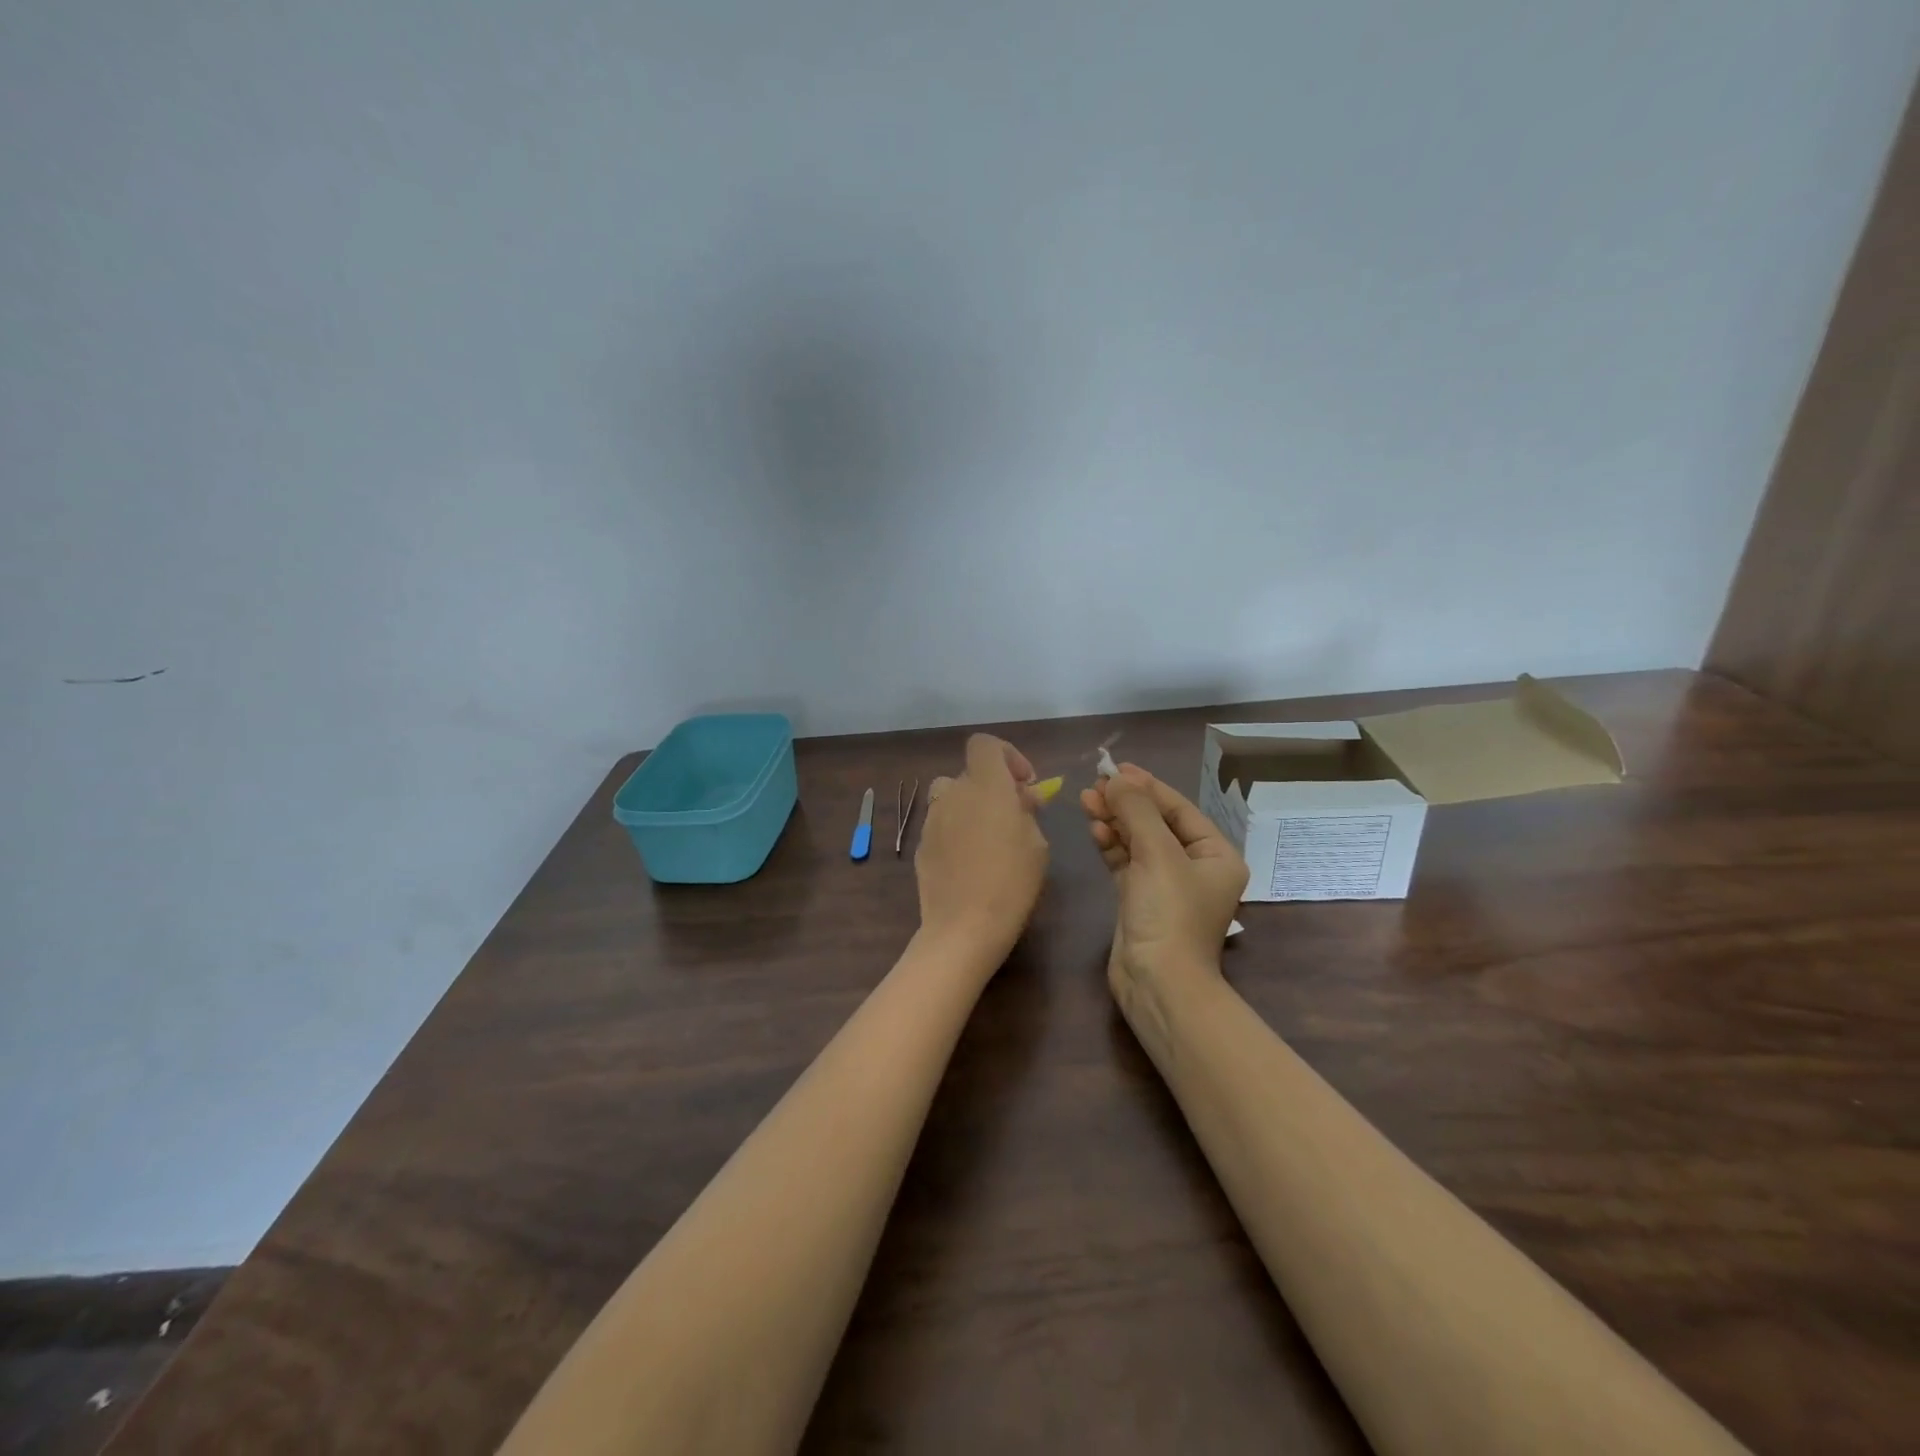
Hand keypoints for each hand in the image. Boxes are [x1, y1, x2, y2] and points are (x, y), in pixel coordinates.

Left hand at [915, 735, 1050, 967]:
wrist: (964, 926)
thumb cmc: (1012, 881)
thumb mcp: (1037, 843)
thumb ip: (1027, 811)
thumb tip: (1021, 798)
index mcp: (986, 785)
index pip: (984, 745)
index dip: (1006, 756)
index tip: (1023, 784)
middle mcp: (953, 793)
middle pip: (969, 775)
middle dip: (992, 788)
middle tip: (1013, 817)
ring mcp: (932, 819)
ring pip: (952, 799)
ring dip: (970, 808)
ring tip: (990, 840)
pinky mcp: (921, 844)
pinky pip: (942, 825)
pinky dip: (956, 832)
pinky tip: (970, 863)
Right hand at [1081, 765, 1248, 1005]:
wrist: (1158, 982)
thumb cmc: (1169, 913)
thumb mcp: (1157, 854)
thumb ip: (1136, 811)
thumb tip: (1116, 779)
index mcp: (1216, 855)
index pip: (1179, 809)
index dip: (1148, 786)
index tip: (1117, 768)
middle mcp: (1194, 868)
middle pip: (1157, 823)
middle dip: (1127, 803)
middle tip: (1095, 784)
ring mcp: (1166, 885)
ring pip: (1138, 841)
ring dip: (1114, 820)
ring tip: (1086, 799)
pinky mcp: (1140, 900)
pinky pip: (1125, 862)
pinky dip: (1110, 844)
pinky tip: (1093, 827)